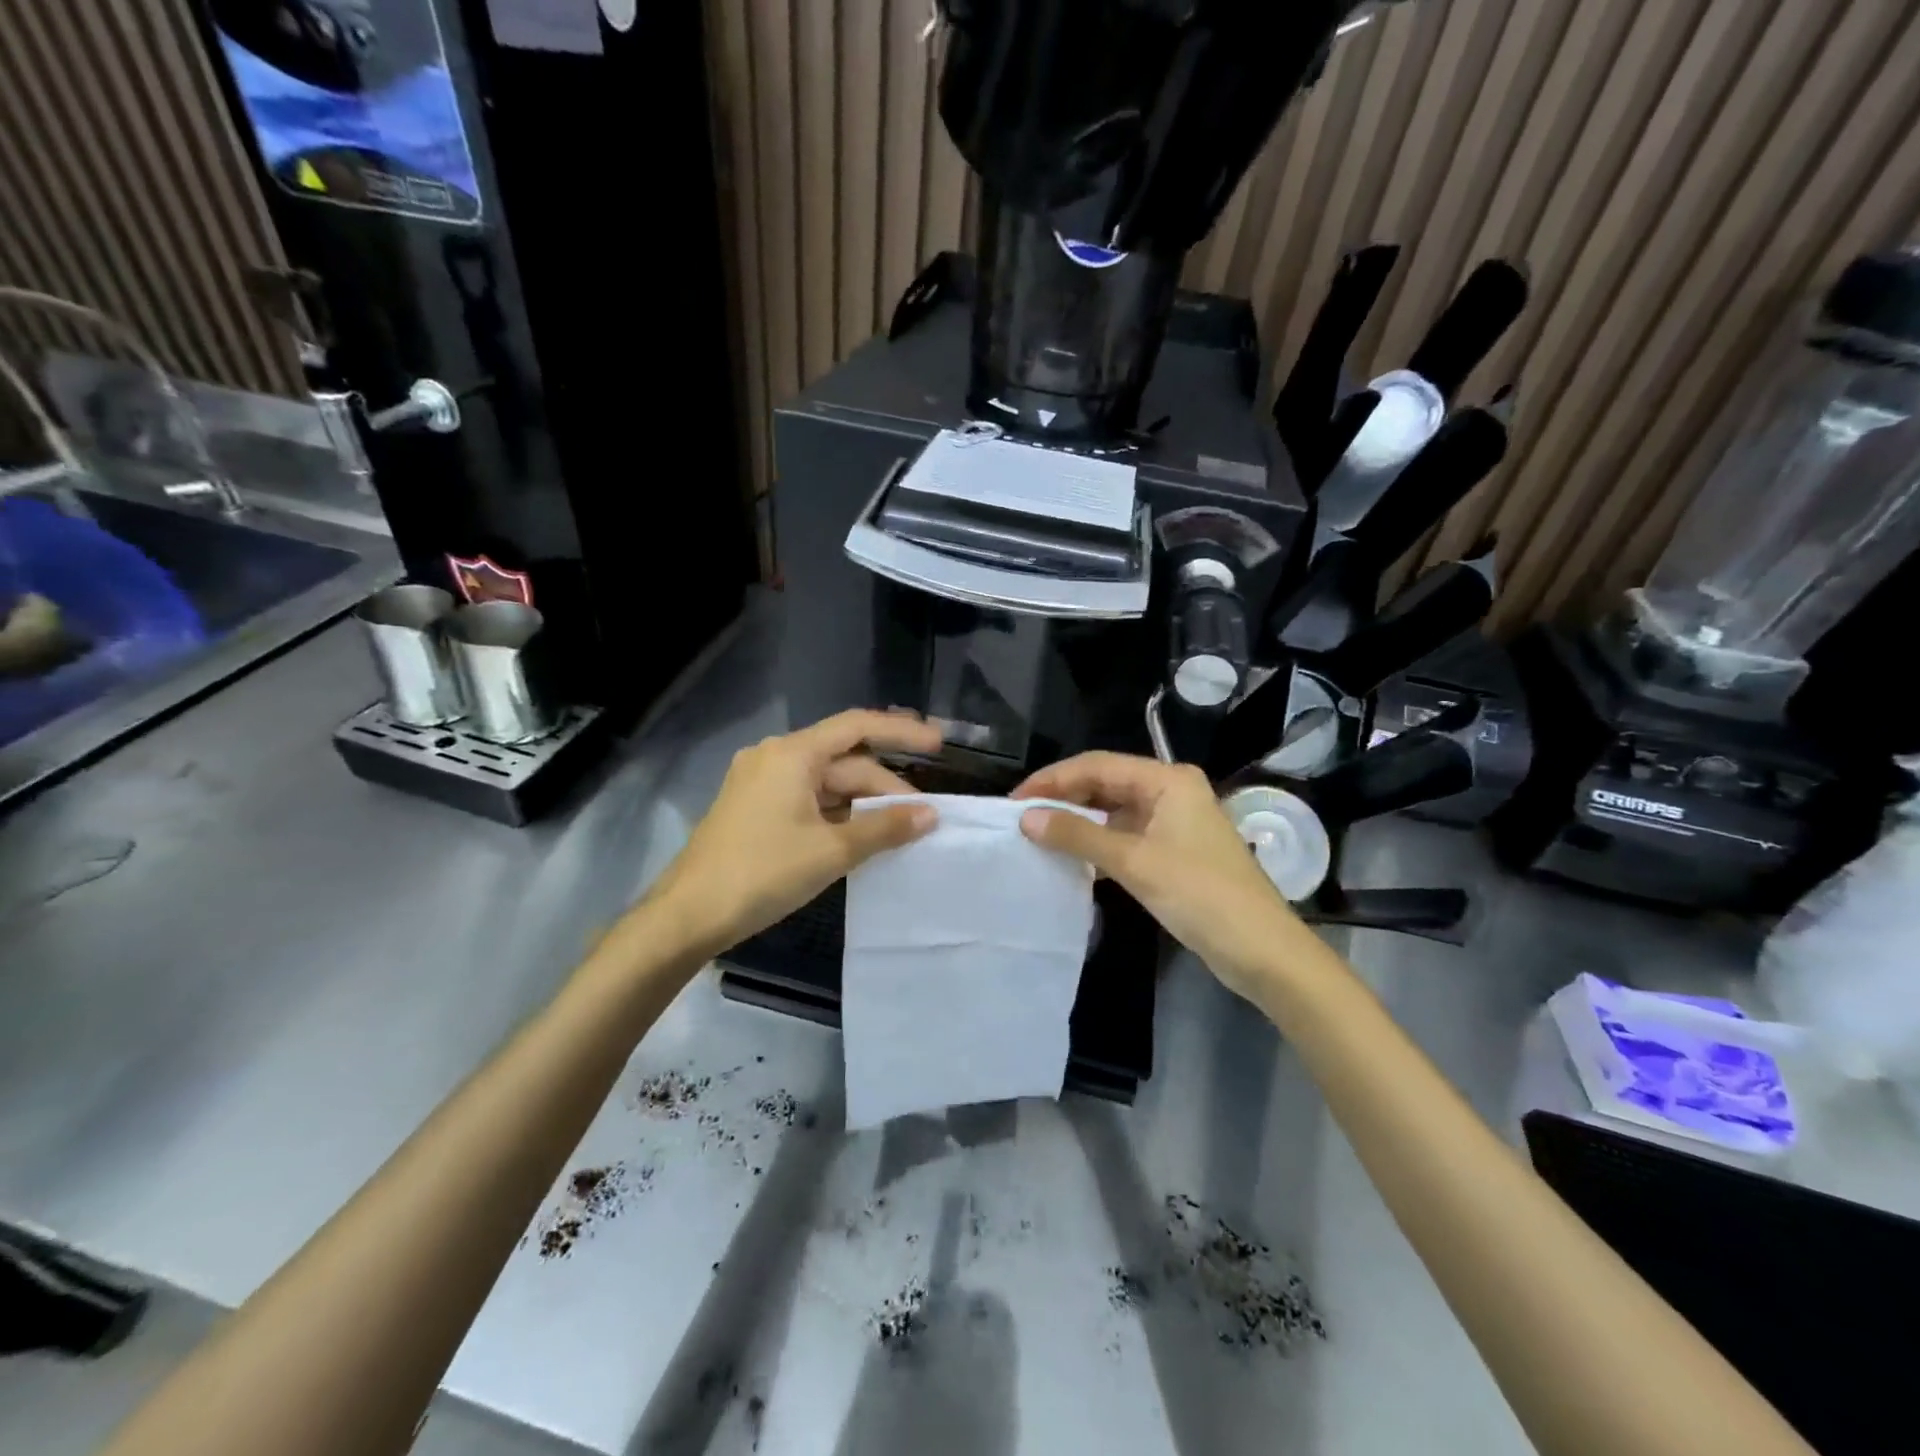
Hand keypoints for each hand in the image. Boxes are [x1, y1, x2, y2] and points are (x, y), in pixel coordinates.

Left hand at [649, 709, 941, 955]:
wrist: (687, 916)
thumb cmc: (761, 874)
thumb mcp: (831, 851)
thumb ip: (884, 828)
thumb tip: (930, 815)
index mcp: (792, 754)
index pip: (857, 727)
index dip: (901, 733)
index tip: (938, 744)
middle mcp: (776, 757)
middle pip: (844, 762)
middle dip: (885, 787)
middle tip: (924, 817)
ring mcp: (762, 784)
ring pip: (827, 784)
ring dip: (864, 804)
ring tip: (901, 829)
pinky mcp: (755, 809)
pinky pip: (809, 801)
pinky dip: (839, 815)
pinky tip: (863, 837)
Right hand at [1013, 752, 1297, 998]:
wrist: (1261, 950)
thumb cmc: (1200, 895)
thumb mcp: (1134, 862)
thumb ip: (1078, 836)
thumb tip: (1026, 818)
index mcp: (1167, 780)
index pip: (1097, 765)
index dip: (1053, 780)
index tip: (1015, 800)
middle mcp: (1170, 791)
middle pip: (1105, 784)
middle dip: (1064, 798)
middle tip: (1021, 819)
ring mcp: (1174, 821)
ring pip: (1114, 811)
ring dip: (1079, 822)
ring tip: (1038, 836)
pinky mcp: (1173, 850)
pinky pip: (1125, 835)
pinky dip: (1098, 843)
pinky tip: (1072, 857)